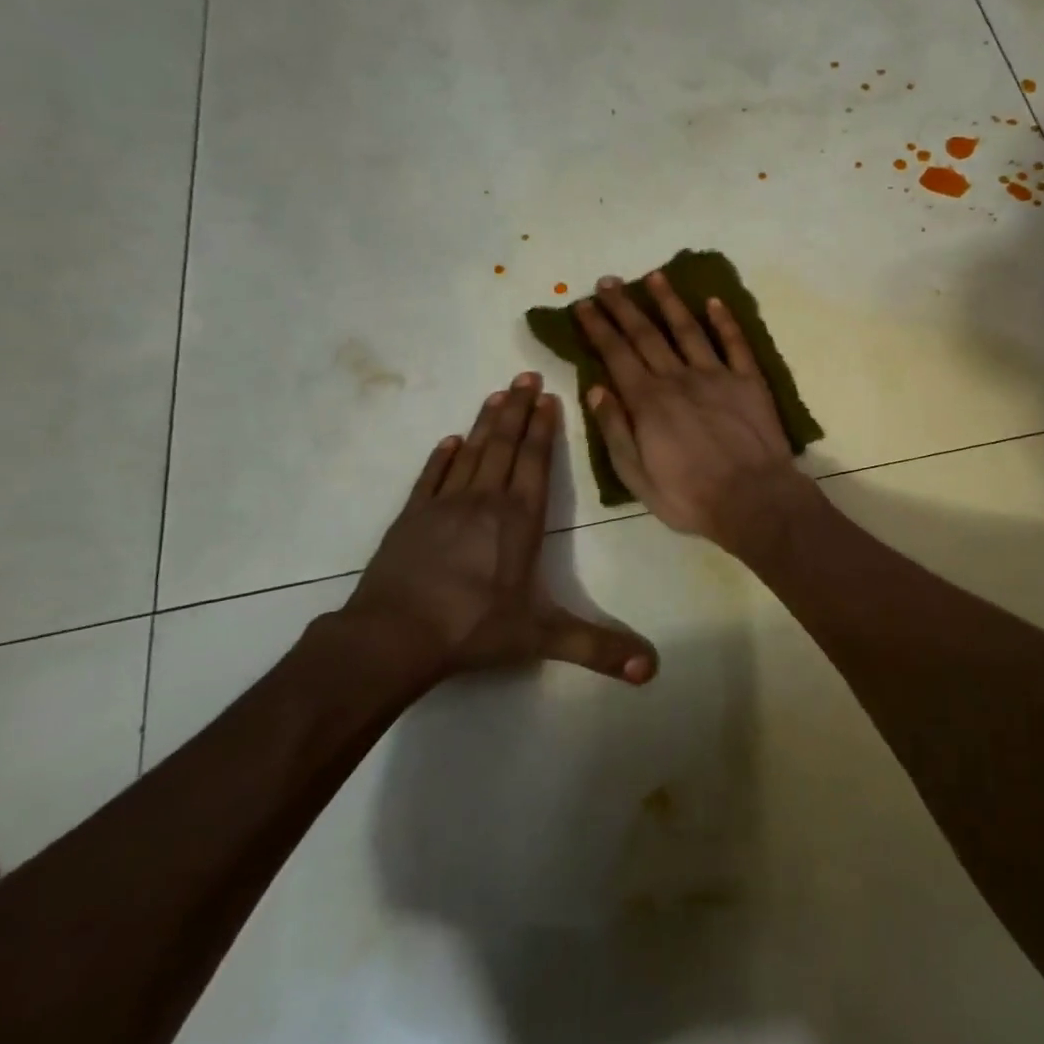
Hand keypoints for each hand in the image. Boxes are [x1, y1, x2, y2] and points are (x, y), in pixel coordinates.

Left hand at [337, 373, 656, 684]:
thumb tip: (651, 670)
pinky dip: (441, 457)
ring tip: (497, 394)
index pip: (535, 463)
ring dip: (485, 423)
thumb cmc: (472, 629)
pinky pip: (430, 477)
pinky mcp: (410, 518)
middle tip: (524, 374)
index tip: (547, 396)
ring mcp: (443, 506)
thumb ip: (596, 648)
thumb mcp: (540, 638)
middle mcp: (484, 501)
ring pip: (470, 453)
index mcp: (518, 520)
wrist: (392, 636)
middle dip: (517, 410)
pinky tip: (449, 441)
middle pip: (504, 445)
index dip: (543, 429)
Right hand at [574, 272, 823, 555]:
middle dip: (623, 306)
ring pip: (688, 329)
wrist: (754, 500)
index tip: (583, 305)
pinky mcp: (749, 381)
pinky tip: (714, 301)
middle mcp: (678, 379)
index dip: (597, 327)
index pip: (616, 355)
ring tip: (654, 277)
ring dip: (669, 301)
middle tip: (608, 282)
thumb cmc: (690, 497)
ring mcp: (717, 375)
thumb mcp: (636, 476)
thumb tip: (596, 388)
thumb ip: (615, 430)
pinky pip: (735, 343)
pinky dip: (725, 320)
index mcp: (648, 402)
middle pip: (646, 334)